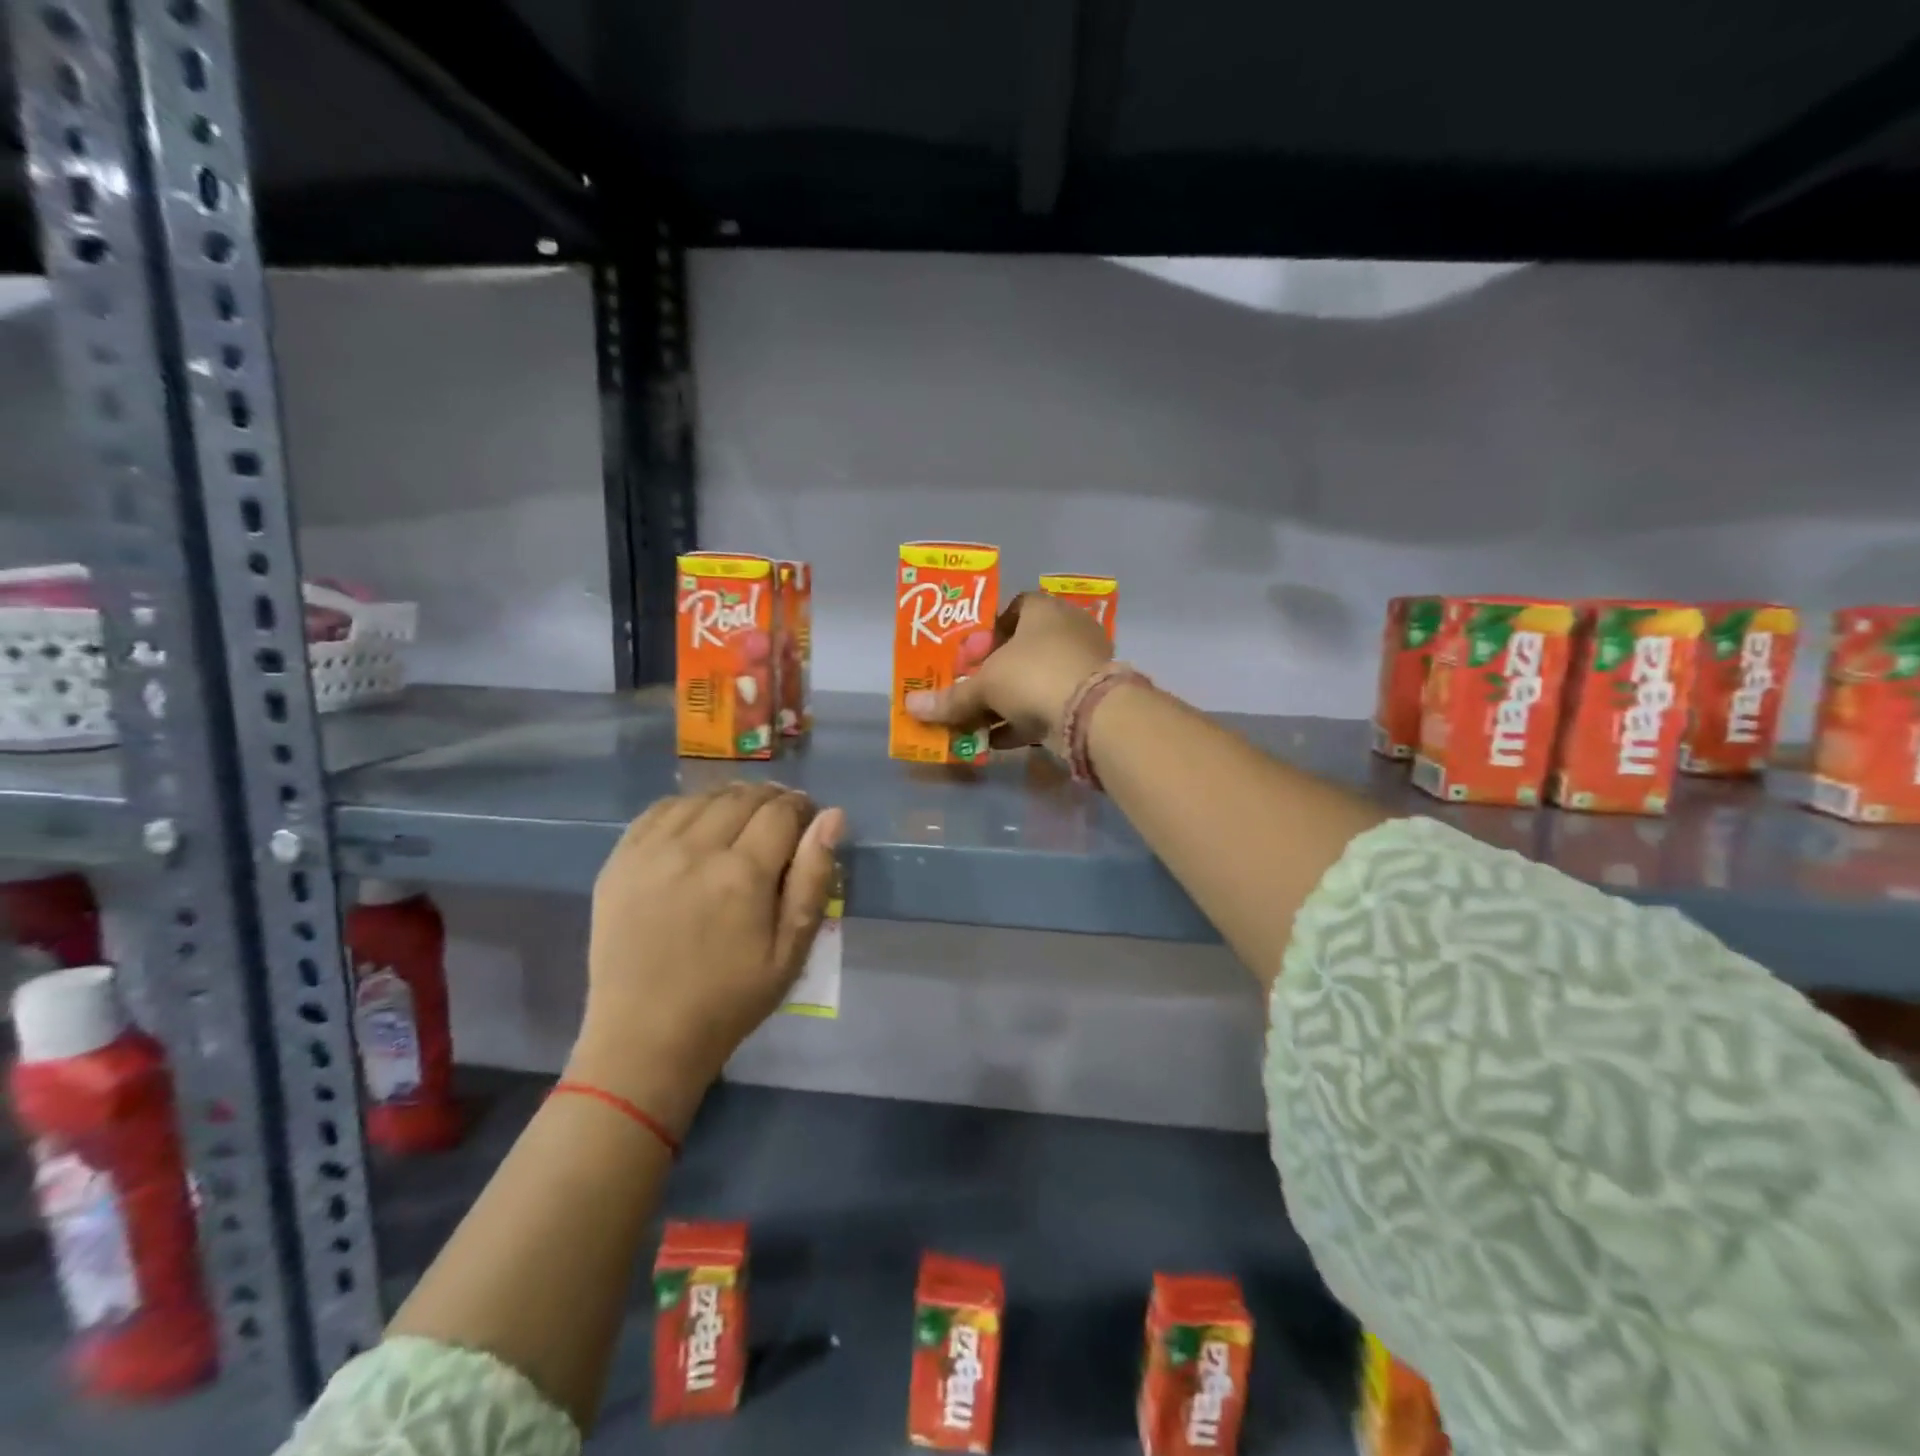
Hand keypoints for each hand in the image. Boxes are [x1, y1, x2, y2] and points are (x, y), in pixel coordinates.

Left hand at [567, 784, 844, 1131]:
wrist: (644, 1037)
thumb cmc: (730, 1000)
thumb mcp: (791, 951)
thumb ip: (814, 879)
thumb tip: (832, 817)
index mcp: (743, 874)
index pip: (782, 811)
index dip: (802, 808)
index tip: (808, 820)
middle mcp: (695, 850)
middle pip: (743, 796)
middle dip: (771, 799)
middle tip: (780, 821)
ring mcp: (651, 852)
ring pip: (702, 798)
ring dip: (731, 800)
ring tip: (742, 821)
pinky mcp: (619, 861)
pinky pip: (659, 811)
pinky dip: (688, 807)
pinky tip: (698, 825)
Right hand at [905, 591, 1113, 750]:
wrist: (1091, 715)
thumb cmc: (1032, 676)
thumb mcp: (984, 686)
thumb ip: (951, 698)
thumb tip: (911, 706)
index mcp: (1044, 610)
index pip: (1014, 608)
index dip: (987, 631)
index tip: (969, 656)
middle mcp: (1067, 631)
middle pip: (1023, 648)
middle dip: (994, 671)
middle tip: (971, 690)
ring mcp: (1082, 665)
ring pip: (1036, 680)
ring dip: (1006, 700)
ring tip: (976, 721)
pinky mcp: (1089, 699)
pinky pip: (1049, 705)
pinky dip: (1024, 721)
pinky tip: (997, 740)